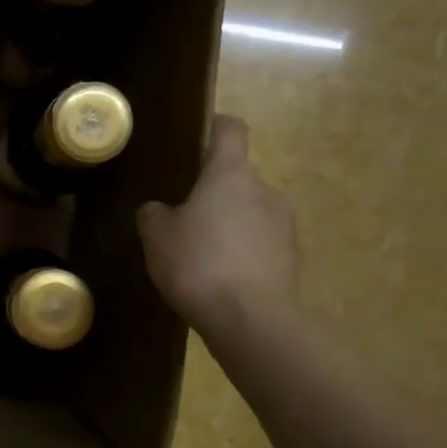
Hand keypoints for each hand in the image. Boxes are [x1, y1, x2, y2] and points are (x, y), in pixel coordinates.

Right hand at [138, 113, 298, 327]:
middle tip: (183, 217)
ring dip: (229, 225)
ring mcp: (284, 224)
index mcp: (231, 174)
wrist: (251, 319)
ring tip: (201, 255)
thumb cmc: (199, 264)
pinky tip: (220, 278)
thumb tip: (158, 209)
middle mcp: (264, 189)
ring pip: (250, 212)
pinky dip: (242, 252)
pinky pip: (260, 244)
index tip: (197, 137)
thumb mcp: (157, 238)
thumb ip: (154, 215)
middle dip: (213, 193)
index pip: (230, 130)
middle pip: (237, 178)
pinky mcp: (291, 257)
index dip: (214, 128)